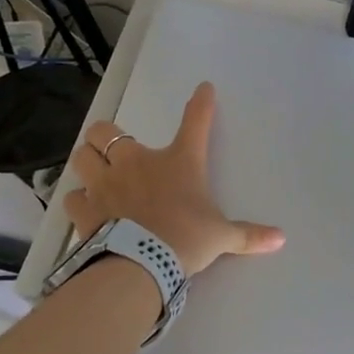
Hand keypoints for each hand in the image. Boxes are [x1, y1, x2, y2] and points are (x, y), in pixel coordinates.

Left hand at [64, 82, 285, 277]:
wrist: (144, 264)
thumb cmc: (187, 239)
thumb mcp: (222, 237)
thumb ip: (248, 235)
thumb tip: (280, 239)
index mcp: (178, 162)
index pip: (195, 122)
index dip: (201, 103)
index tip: (203, 89)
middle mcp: (137, 163)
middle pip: (106, 132)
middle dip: (106, 136)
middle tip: (114, 148)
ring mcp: (106, 184)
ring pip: (82, 156)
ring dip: (87, 161)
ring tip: (94, 171)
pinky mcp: (86, 210)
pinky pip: (72, 197)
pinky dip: (78, 199)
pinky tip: (86, 207)